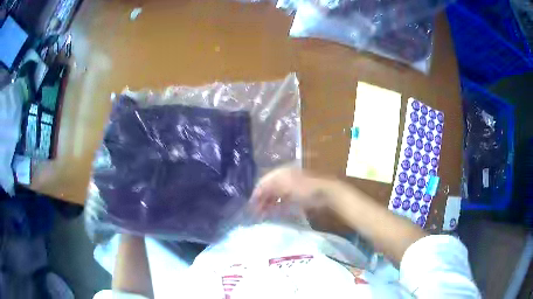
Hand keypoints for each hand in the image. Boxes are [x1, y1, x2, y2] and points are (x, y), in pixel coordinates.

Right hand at [250, 167, 339, 213]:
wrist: (325, 193)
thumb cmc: (305, 189)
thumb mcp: (285, 186)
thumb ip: (269, 189)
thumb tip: (256, 193)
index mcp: (280, 173)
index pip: (263, 182)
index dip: (256, 193)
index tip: (251, 206)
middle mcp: (283, 178)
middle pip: (268, 189)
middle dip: (261, 200)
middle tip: (256, 212)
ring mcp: (290, 187)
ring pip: (275, 195)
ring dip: (268, 204)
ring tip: (263, 214)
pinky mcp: (296, 196)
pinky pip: (282, 201)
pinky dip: (277, 206)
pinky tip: (273, 213)